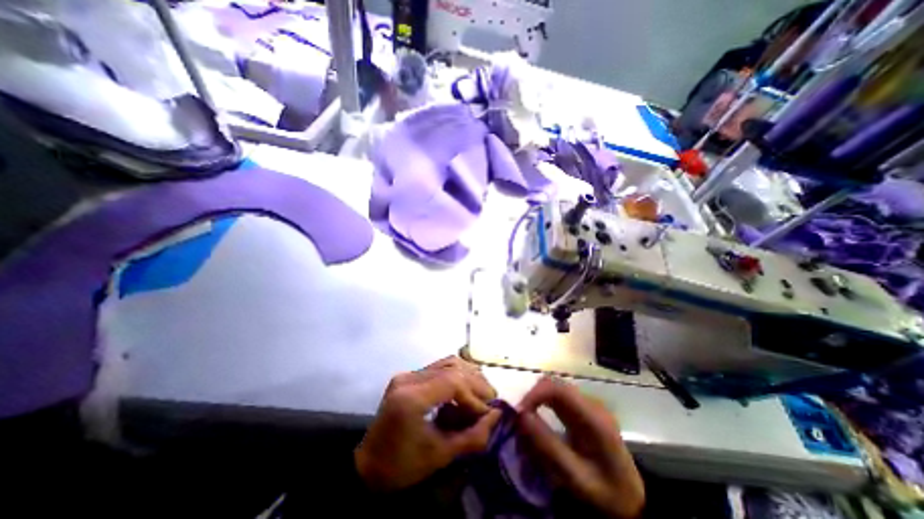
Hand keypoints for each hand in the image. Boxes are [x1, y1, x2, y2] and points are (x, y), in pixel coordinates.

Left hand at [355, 357, 501, 489]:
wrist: (369, 466)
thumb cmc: (403, 466)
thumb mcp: (441, 456)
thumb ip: (473, 436)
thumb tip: (497, 415)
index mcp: (411, 398)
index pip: (452, 381)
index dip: (474, 394)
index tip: (486, 412)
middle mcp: (408, 378)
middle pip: (451, 367)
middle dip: (475, 382)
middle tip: (489, 398)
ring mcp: (407, 374)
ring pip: (446, 362)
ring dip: (467, 374)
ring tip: (480, 391)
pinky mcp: (407, 376)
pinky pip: (438, 367)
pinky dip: (456, 374)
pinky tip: (464, 388)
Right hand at [519, 377, 643, 518]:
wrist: (631, 500)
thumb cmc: (605, 492)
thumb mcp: (575, 477)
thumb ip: (547, 445)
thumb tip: (521, 415)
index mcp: (594, 418)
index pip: (559, 389)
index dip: (535, 394)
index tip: (519, 411)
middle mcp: (591, 403)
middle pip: (555, 384)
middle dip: (533, 396)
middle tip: (519, 417)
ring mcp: (588, 404)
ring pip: (554, 388)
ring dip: (536, 399)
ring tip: (525, 419)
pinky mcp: (583, 409)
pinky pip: (557, 397)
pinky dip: (543, 403)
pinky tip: (538, 419)